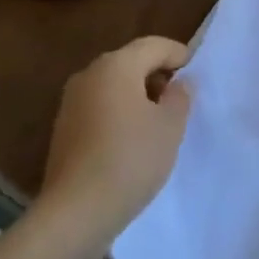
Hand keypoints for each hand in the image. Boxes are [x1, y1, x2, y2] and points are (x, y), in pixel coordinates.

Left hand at [39, 36, 191, 245]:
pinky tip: (132, 141)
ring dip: (137, 96)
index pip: (153, 46)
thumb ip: (180, 98)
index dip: (177, 54)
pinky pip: (99, 107)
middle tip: (179, 99)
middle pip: (131, 62)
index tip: (195, 71)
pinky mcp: (64, 128)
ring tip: (158, 123)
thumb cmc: (130, 160)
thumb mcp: (169, 128)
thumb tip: (178, 83)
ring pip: (113, 86)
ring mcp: (71, 101)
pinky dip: (119, 113)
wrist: (75, 212)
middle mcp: (89, 74)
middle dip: (157, 75)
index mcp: (116, 65)